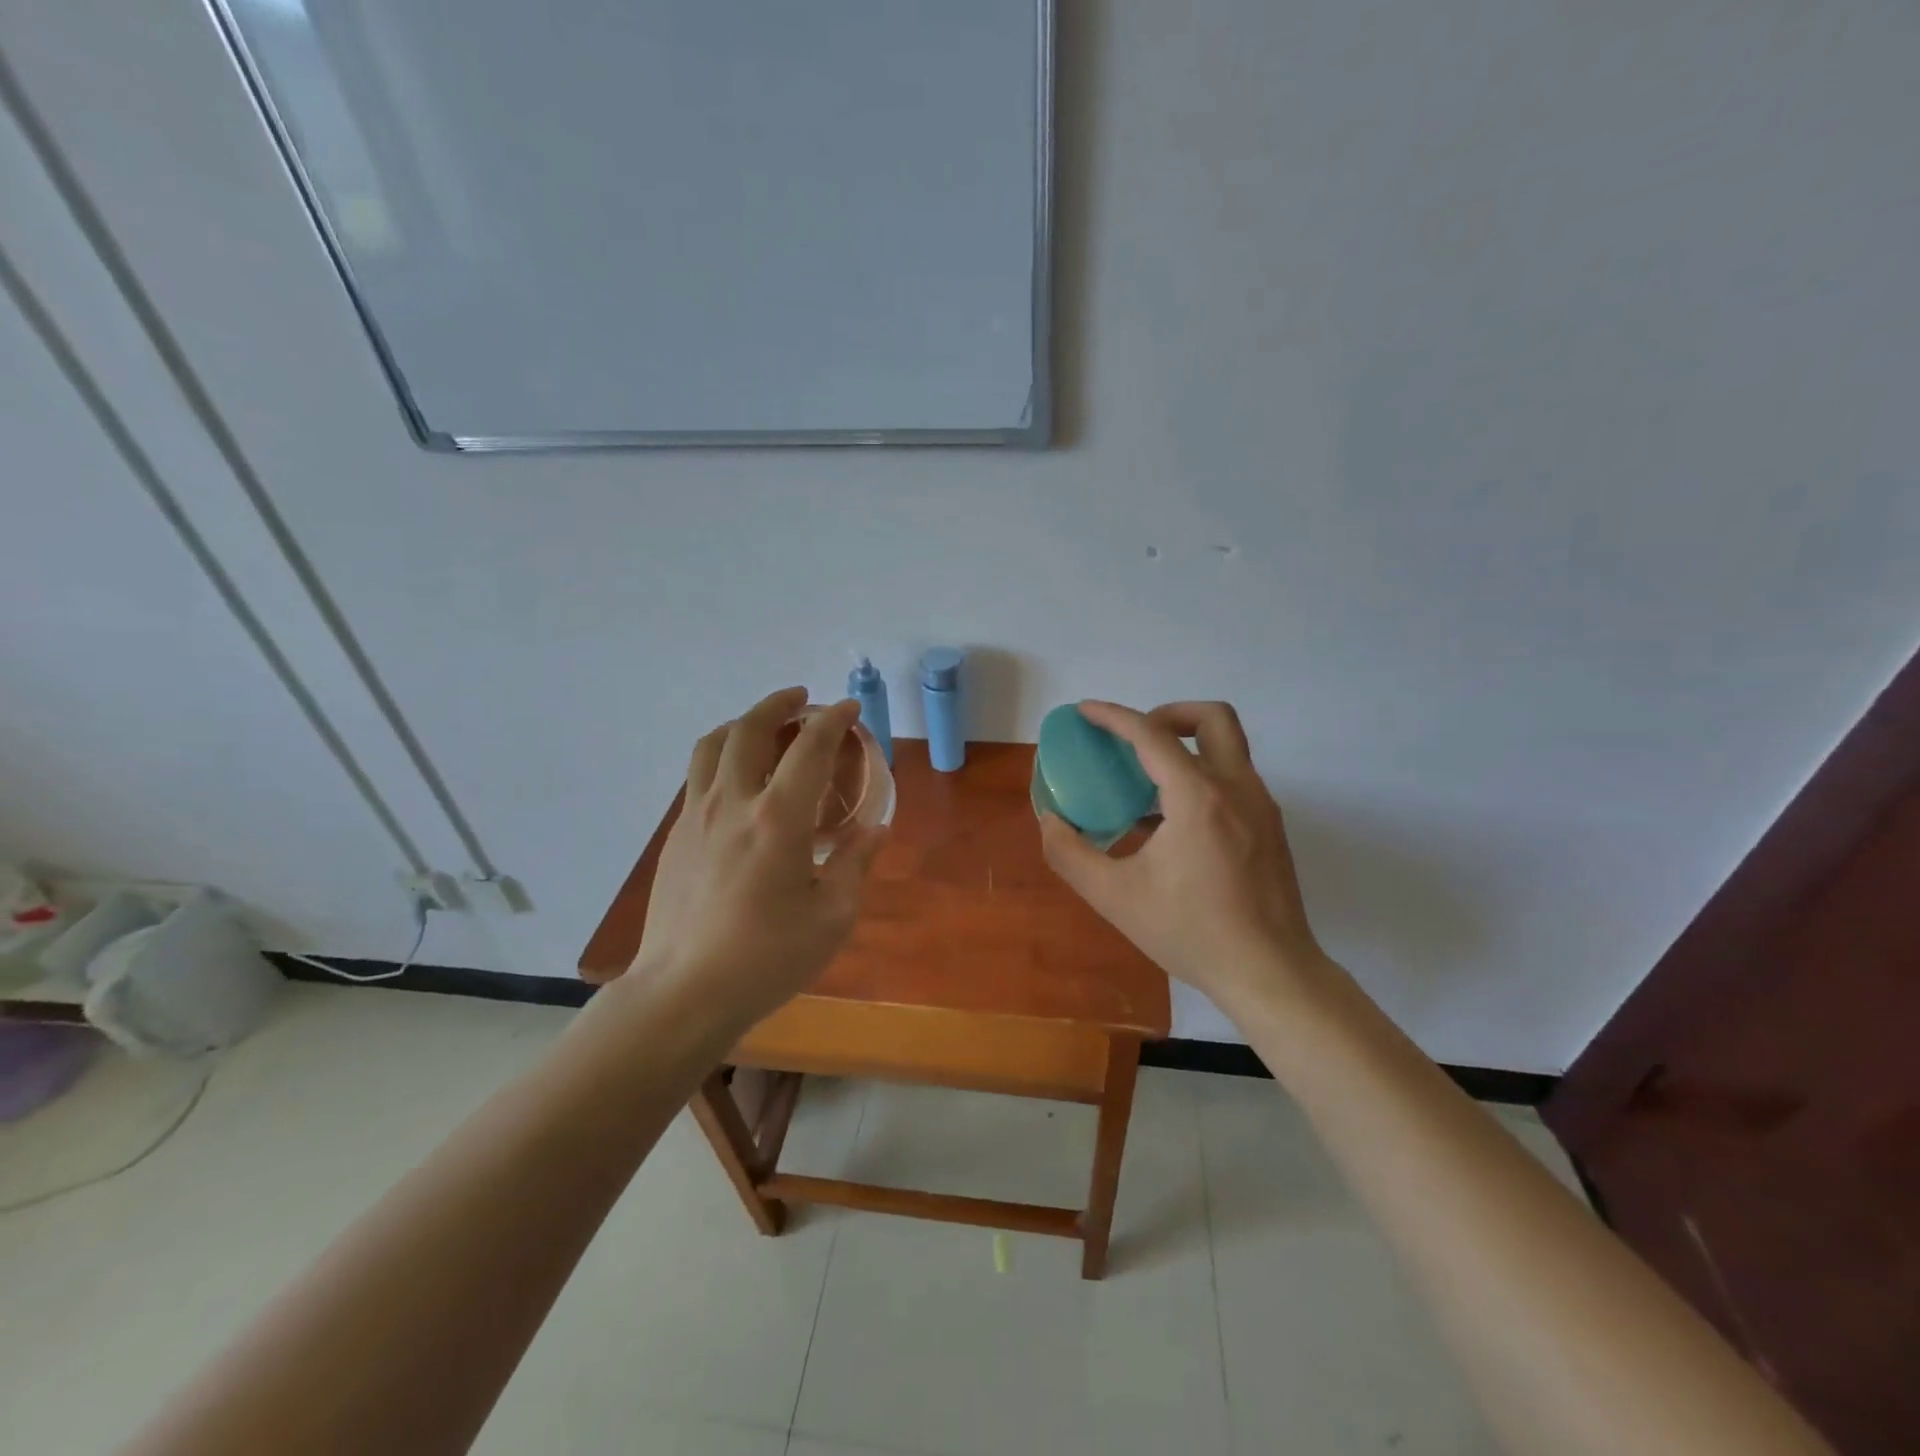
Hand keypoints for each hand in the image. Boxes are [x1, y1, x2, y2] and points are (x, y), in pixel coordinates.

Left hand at [634, 688, 885, 1032]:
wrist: (683, 992)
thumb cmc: (766, 958)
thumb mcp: (831, 916)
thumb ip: (854, 864)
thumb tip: (875, 830)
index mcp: (778, 819)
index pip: (809, 748)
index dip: (833, 721)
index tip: (849, 709)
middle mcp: (733, 803)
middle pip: (750, 729)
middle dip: (780, 704)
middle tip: (802, 700)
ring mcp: (696, 816)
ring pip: (713, 745)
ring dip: (742, 722)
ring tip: (764, 725)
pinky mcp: (676, 836)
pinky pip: (698, 776)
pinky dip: (722, 757)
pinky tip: (738, 781)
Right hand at [1040, 700, 1329, 1010]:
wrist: (1270, 973)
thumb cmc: (1190, 932)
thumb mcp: (1115, 897)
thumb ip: (1071, 855)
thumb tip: (1050, 821)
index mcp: (1198, 797)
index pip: (1152, 735)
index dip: (1113, 716)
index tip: (1085, 711)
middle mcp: (1237, 788)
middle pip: (1211, 718)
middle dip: (1168, 714)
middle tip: (1135, 741)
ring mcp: (1262, 806)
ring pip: (1229, 746)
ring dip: (1187, 745)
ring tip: (1147, 780)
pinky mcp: (1271, 827)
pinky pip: (1234, 778)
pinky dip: (1202, 775)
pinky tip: (1173, 820)